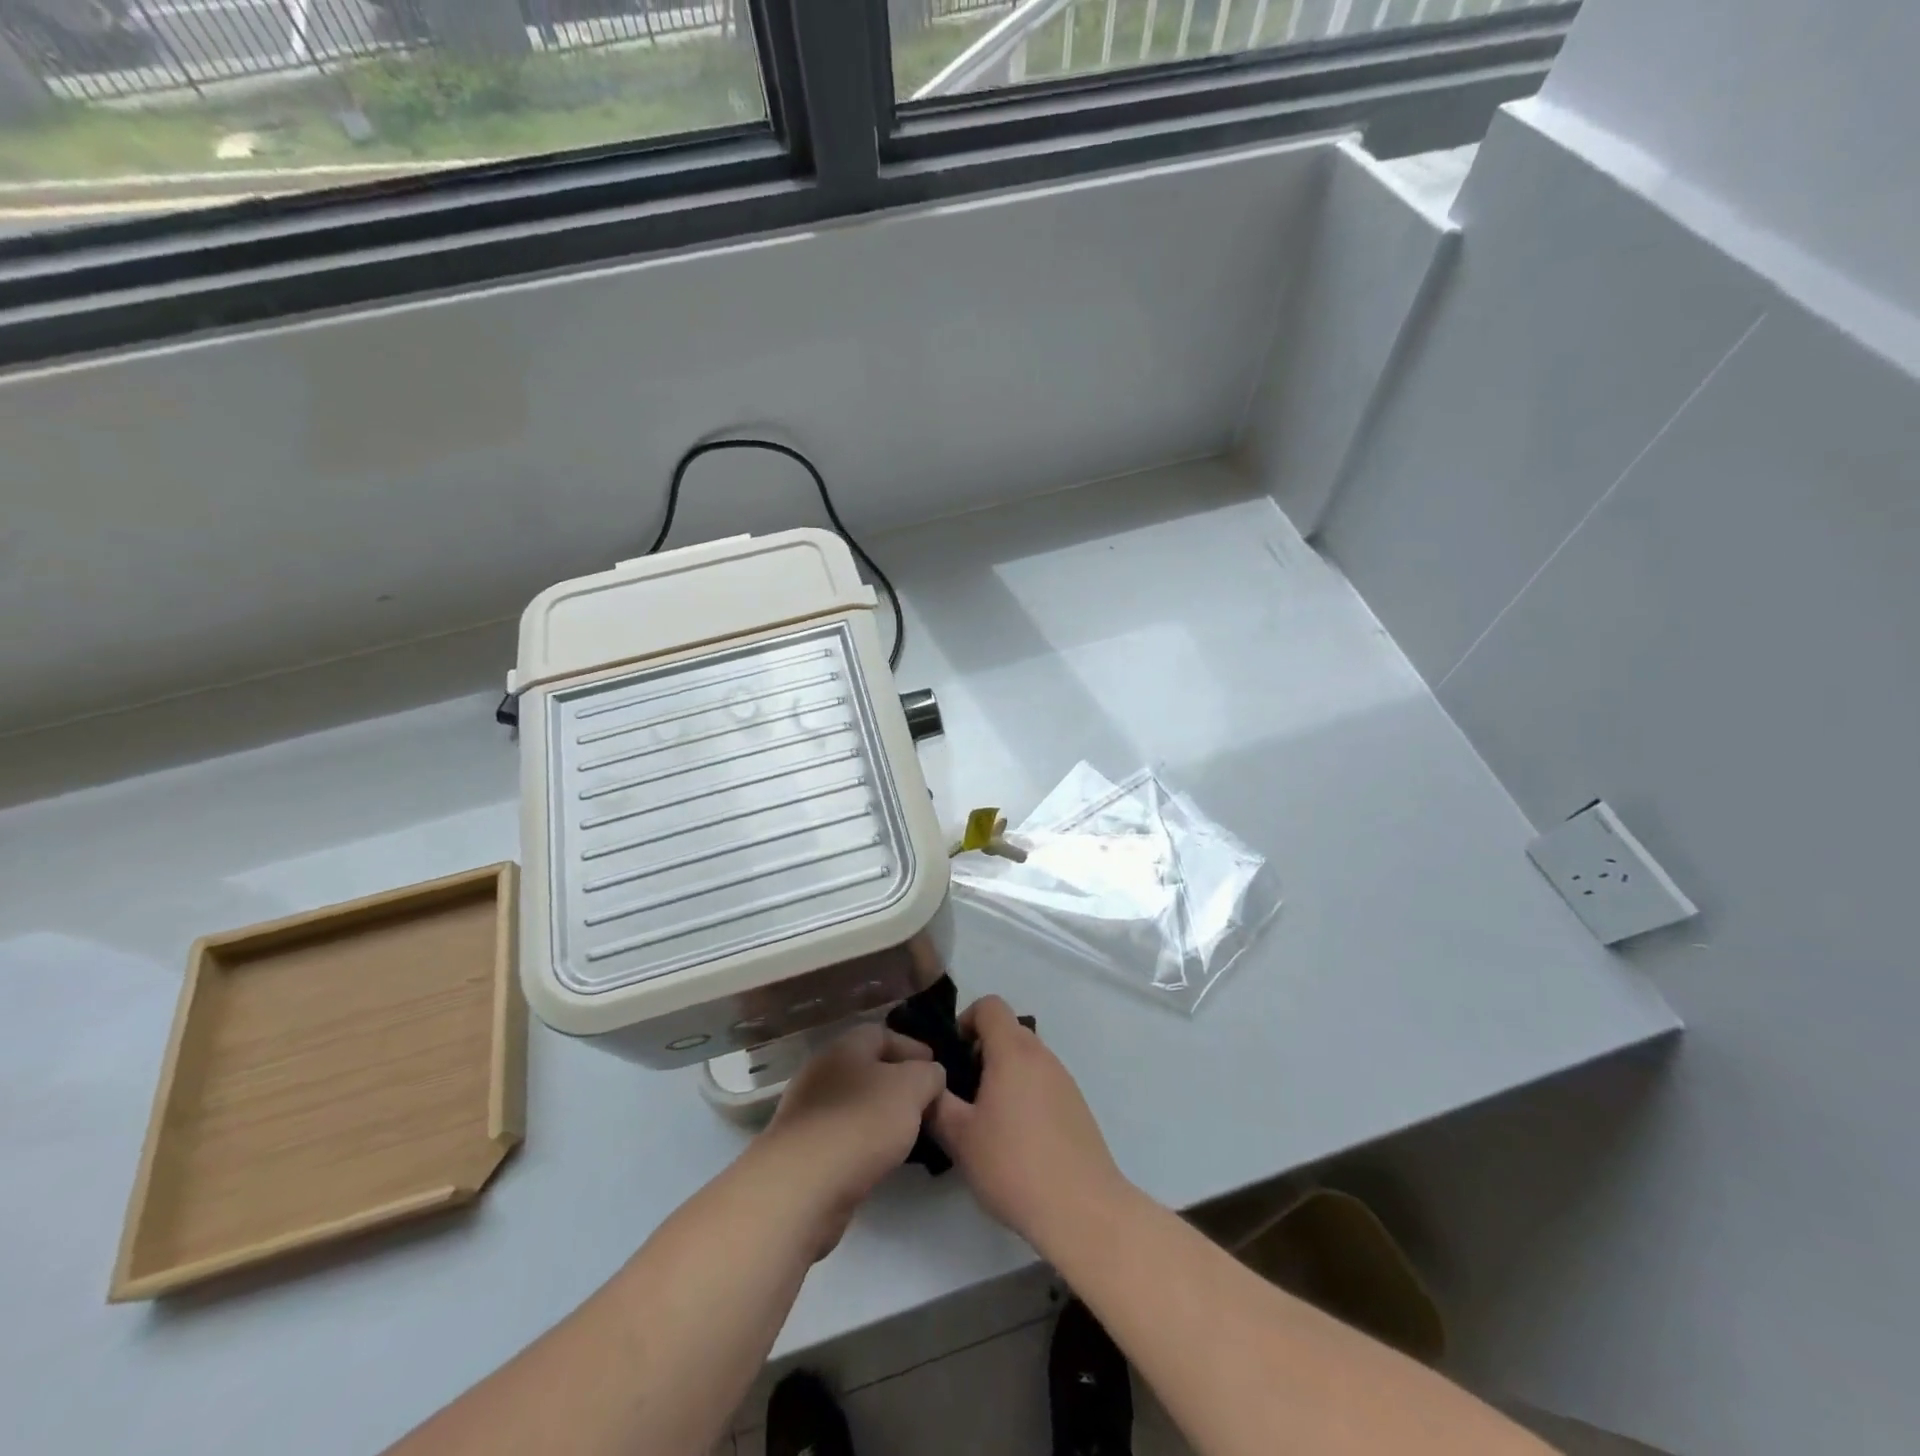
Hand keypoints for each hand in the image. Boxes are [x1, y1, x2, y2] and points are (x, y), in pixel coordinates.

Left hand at [757, 1023, 946, 1256]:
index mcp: (845, 1046)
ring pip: (855, 1104)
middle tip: (927, 1104)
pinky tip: (880, 1159)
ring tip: (909, 1135)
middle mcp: (822, 1072)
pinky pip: (843, 1136)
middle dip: (899, 1084)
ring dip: (881, 1115)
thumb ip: (929, 1075)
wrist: (802, 1187)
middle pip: (867, 1069)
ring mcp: (808, 1112)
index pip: (882, 1034)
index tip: (937, 1070)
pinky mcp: (803, 1150)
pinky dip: (864, 1142)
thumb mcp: (912, 1088)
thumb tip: (930, 1076)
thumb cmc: (861, 1123)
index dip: (913, 1048)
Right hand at [929, 996, 1128, 1250]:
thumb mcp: (960, 1137)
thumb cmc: (1014, 1165)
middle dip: (981, 1050)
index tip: (952, 1055)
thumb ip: (936, 1103)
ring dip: (1003, 1073)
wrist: (1082, 1210)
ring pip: (1026, 1058)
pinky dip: (1024, 1092)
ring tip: (987, 1119)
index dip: (966, 1020)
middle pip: (1008, 1030)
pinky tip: (1016, 1138)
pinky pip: (1043, 1081)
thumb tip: (928, 1085)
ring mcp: (1064, 1080)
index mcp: (1013, 1052)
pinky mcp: (1077, 1105)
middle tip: (963, 1091)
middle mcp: (1042, 1056)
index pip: (990, 1006)